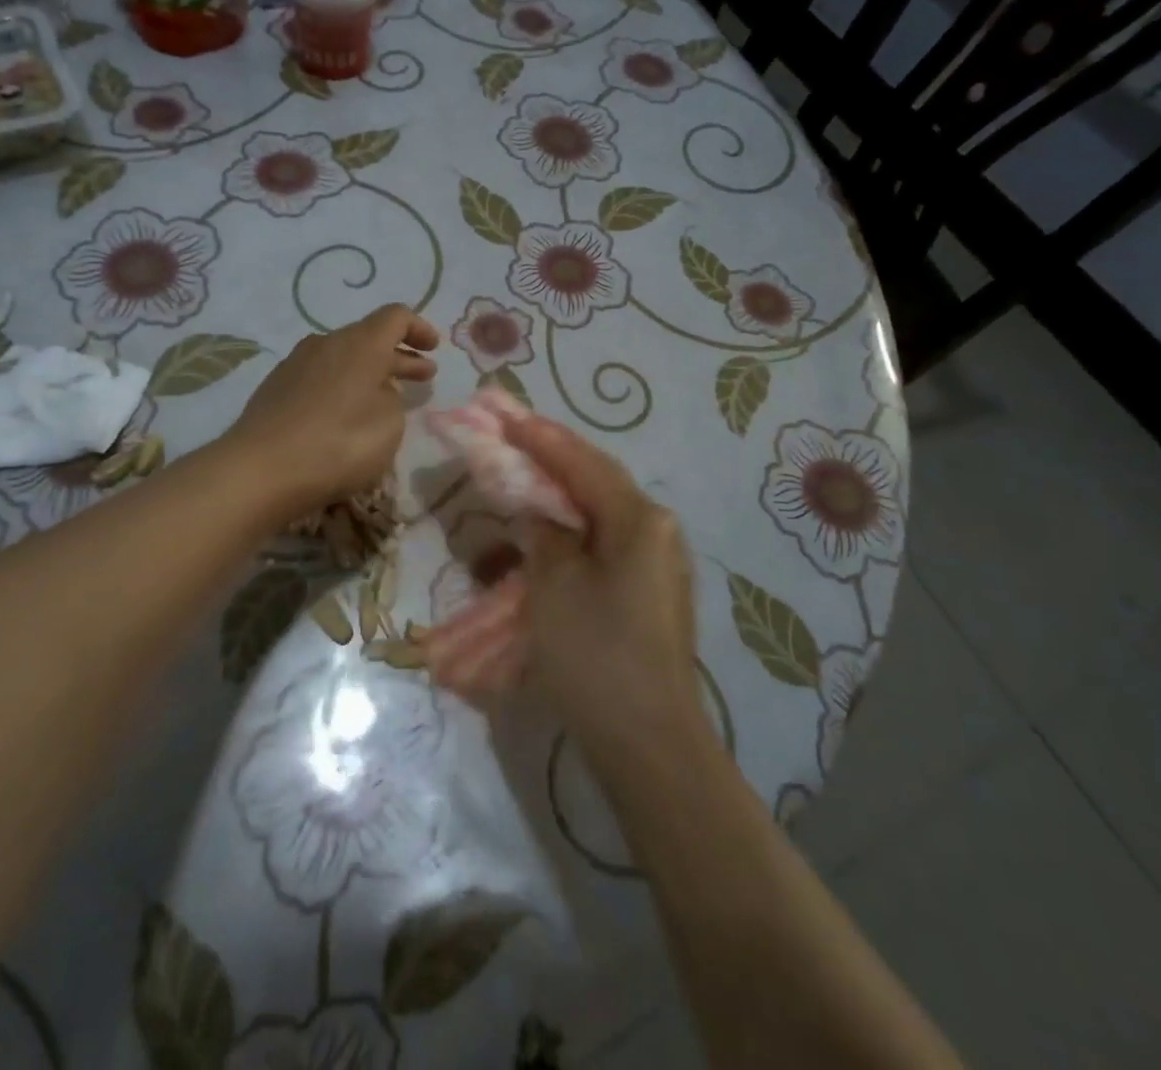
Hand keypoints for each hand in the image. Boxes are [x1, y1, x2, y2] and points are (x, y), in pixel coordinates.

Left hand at [226, 305, 437, 515]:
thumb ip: (392, 399)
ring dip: (370, 372)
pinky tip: (346, 412)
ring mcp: (296, 363)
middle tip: (424, 376)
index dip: (419, 329)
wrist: (260, 470)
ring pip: (343, 357)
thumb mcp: (389, 425)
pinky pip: (321, 375)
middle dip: (400, 355)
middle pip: (369, 337)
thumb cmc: (338, 444)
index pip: (396, 317)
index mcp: (360, 343)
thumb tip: (377, 391)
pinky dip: (343, 385)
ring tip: (387, 395)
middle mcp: (327, 342)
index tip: (434, 349)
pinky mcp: (276, 386)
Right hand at [502, 413, 704, 772]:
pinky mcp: (648, 593)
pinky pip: (603, 547)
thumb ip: (542, 532)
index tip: (503, 414)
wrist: (649, 745)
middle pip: (594, 483)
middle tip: (509, 439)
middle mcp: (657, 531)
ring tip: (521, 480)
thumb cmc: (597, 655)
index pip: (582, 462)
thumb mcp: (554, 584)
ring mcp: (657, 564)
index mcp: (640, 520)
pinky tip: (542, 537)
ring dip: (557, 499)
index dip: (539, 436)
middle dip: (549, 461)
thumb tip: (539, 510)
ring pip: (598, 515)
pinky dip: (569, 536)